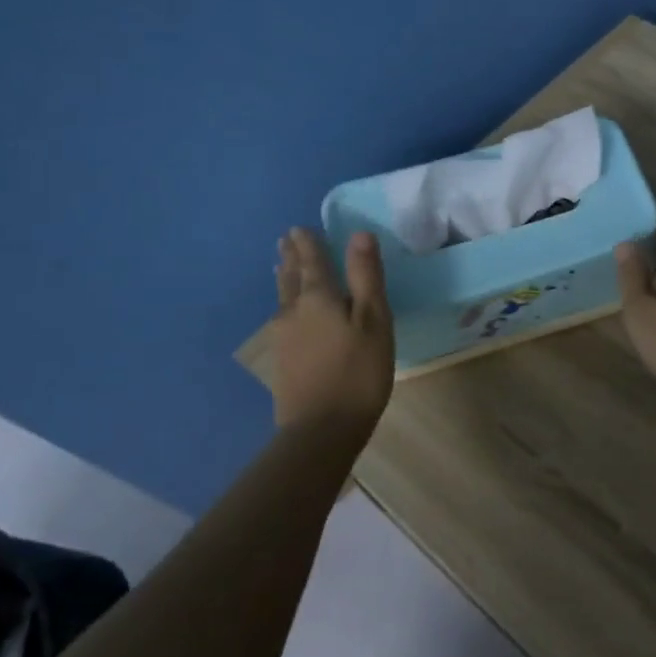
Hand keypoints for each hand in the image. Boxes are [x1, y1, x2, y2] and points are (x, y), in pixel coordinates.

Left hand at [271, 227, 394, 433]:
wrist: (322, 429)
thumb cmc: (358, 371)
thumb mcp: (374, 320)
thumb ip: (366, 276)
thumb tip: (359, 234)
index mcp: (318, 297)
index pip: (311, 260)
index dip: (308, 243)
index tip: (300, 227)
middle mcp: (294, 311)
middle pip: (291, 276)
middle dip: (291, 256)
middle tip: (286, 239)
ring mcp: (284, 337)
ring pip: (283, 297)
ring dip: (284, 277)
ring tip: (281, 265)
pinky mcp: (283, 359)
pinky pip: (281, 317)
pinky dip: (284, 302)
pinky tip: (286, 311)